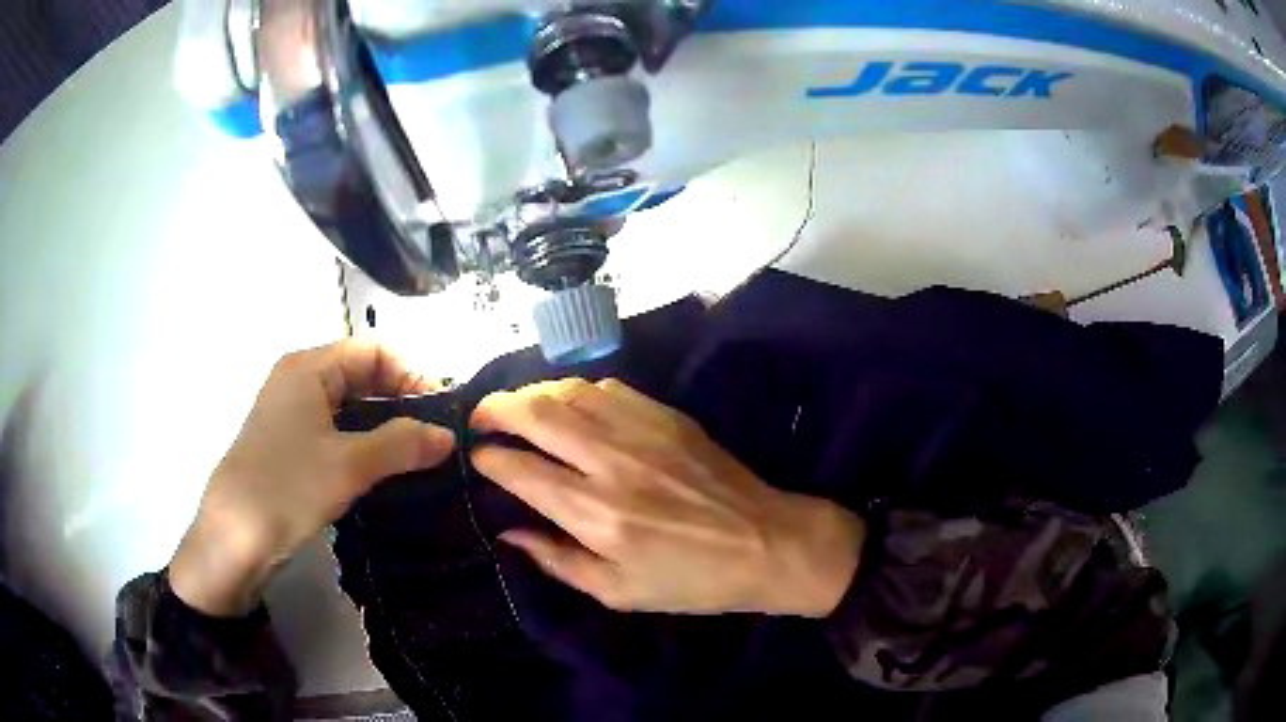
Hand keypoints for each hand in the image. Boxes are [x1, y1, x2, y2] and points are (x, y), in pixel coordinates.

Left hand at [169, 340, 455, 616]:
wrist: (234, 537)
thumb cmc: (287, 488)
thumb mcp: (349, 466)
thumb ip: (402, 444)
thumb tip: (448, 435)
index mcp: (308, 368)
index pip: (373, 350)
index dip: (412, 373)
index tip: (441, 410)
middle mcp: (298, 379)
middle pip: (360, 372)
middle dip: (400, 398)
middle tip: (435, 434)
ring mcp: (290, 411)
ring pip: (348, 403)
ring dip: (384, 422)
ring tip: (416, 452)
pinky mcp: (288, 442)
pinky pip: (334, 427)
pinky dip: (362, 439)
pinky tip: (382, 465)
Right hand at [471, 379, 864, 616]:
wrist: (766, 543)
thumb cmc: (690, 580)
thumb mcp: (617, 592)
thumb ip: (557, 560)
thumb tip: (509, 532)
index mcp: (596, 514)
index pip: (520, 469)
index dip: (488, 459)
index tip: (477, 459)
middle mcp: (611, 462)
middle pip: (535, 414)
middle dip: (495, 409)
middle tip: (481, 419)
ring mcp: (642, 431)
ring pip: (569, 390)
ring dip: (531, 393)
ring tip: (517, 408)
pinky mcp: (667, 416)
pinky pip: (608, 387)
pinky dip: (576, 390)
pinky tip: (569, 405)